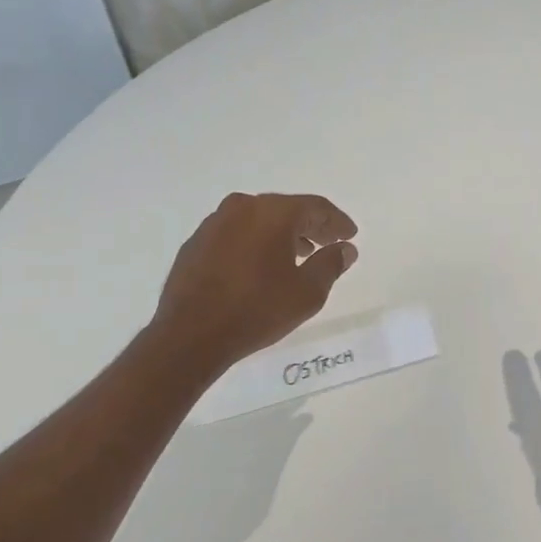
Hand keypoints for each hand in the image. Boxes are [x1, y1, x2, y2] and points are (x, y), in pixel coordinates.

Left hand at [153, 192, 358, 368]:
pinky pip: (236, 234)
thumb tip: (345, 248)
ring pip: (258, 220)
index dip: (337, 221)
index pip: (315, 207)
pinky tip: (261, 265)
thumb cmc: (257, 309)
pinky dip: (255, 243)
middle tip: (329, 242)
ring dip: (282, 234)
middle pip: (286, 209)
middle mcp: (242, 207)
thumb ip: (331, 264)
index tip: (350, 235)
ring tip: (299, 255)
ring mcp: (214, 223)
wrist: (190, 334)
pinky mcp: (196, 243)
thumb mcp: (307, 292)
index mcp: (273, 212)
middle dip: (310, 226)